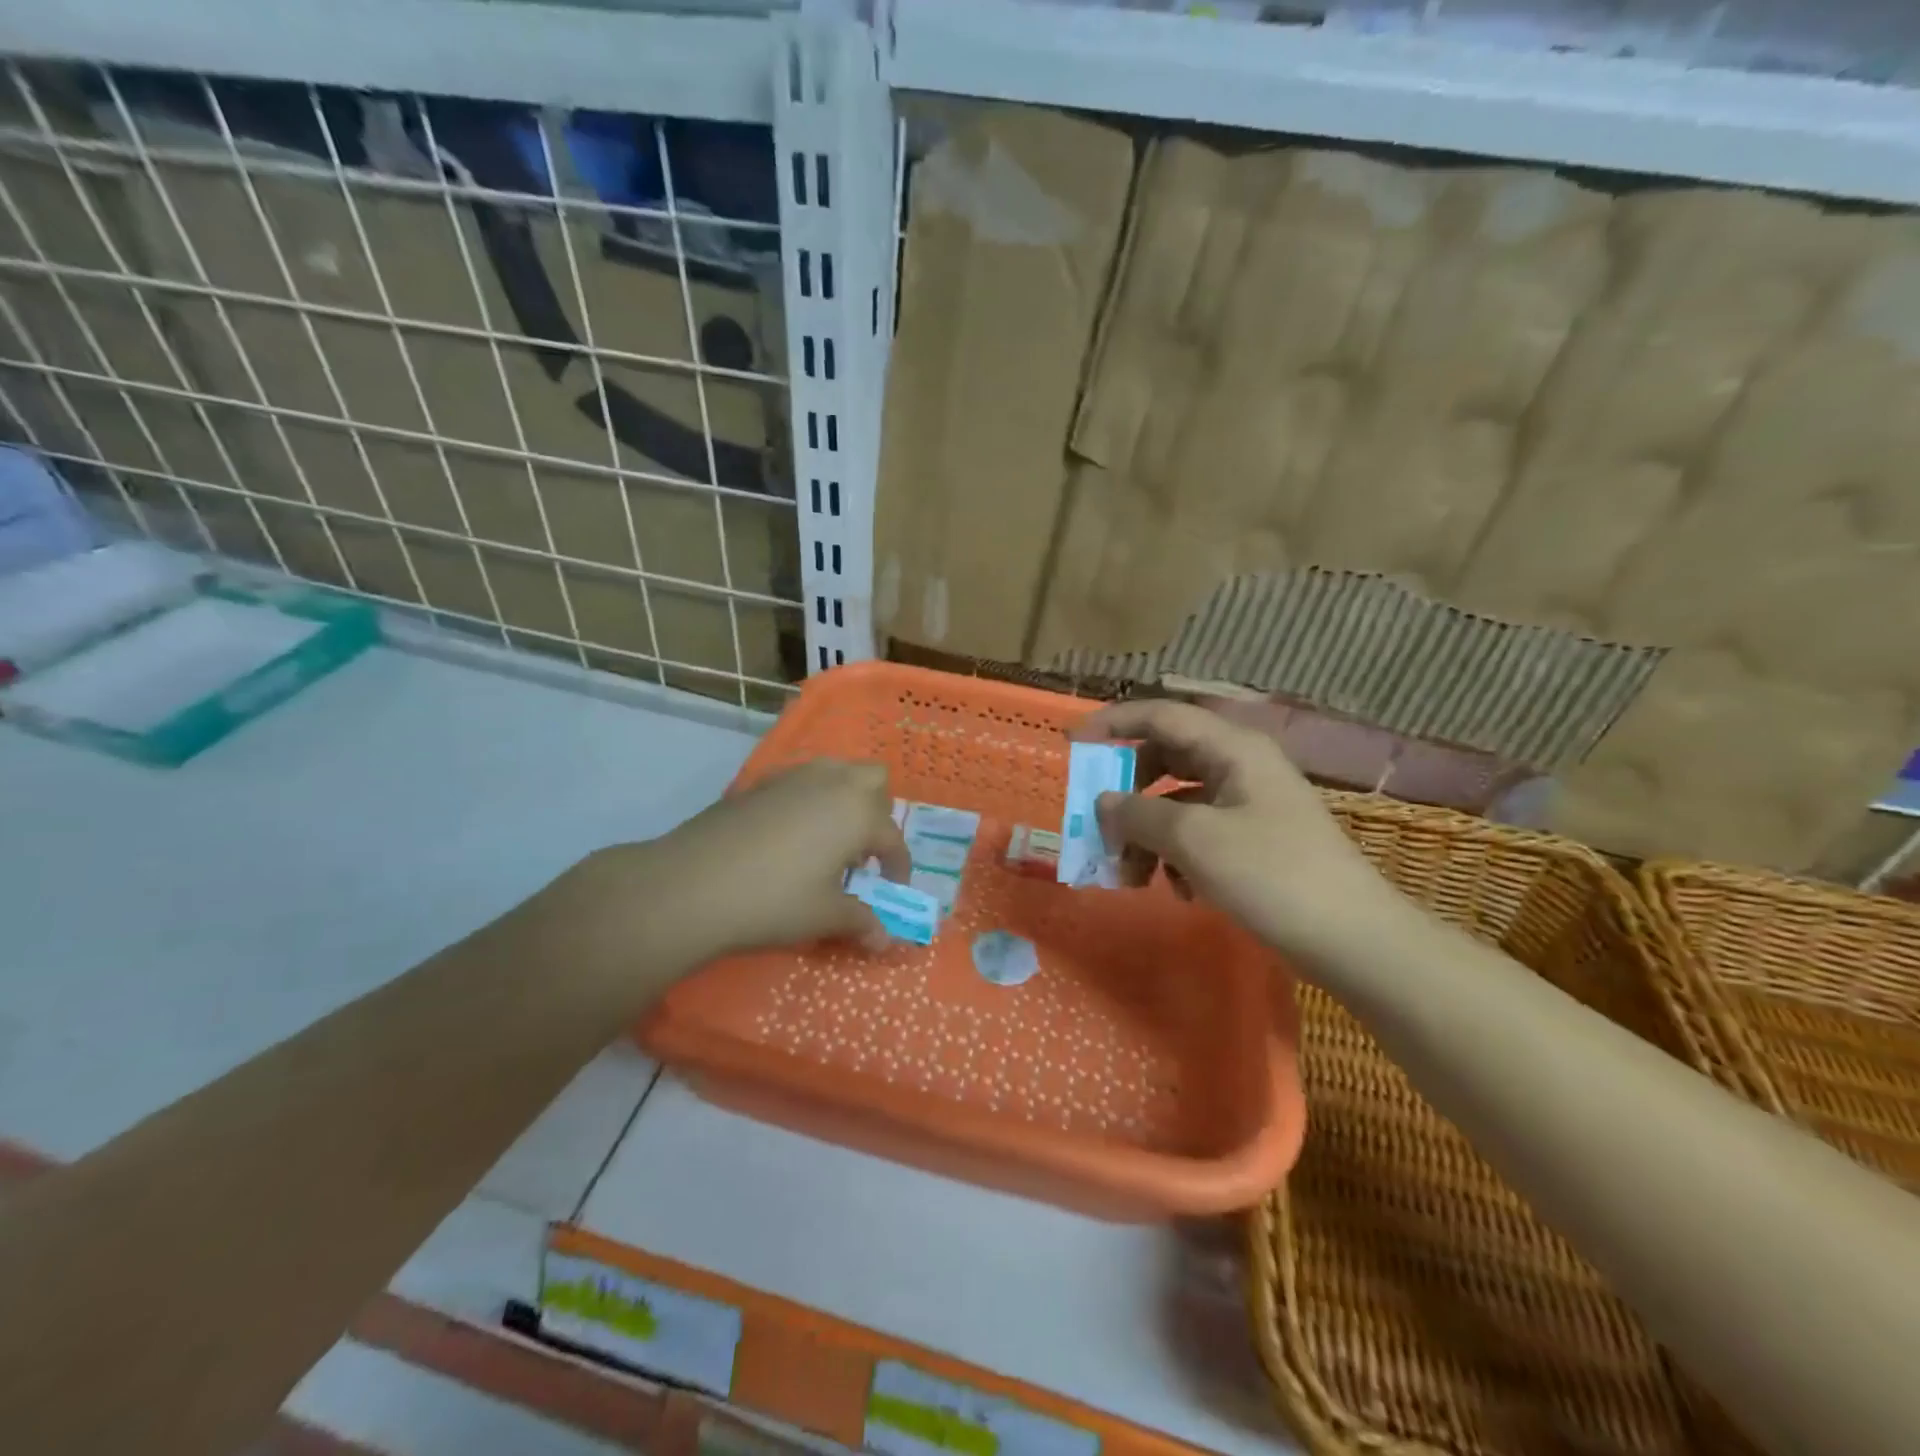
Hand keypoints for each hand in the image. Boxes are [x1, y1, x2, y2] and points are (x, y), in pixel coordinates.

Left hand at [641, 759, 911, 958]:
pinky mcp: (759, 783)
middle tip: (862, 851)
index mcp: (858, 813)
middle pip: (874, 779)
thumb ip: (861, 922)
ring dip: (845, 797)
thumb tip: (885, 940)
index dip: (898, 866)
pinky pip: (801, 779)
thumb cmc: (773, 900)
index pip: (892, 838)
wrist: (692, 885)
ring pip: (837, 770)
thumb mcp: (824, 916)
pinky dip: (810, 798)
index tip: (891, 888)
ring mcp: (793, 777)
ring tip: (829, 838)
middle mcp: (833, 784)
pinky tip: (790, 835)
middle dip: (877, 811)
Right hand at [1072, 700, 1404, 974]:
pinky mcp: (1255, 840)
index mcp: (1232, 748)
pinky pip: (1198, 832)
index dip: (1112, 723)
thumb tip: (1103, 802)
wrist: (1354, 940)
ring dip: (1147, 834)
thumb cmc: (1272, 875)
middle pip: (1165, 760)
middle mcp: (1240, 765)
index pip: (1160, 715)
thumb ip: (1138, 814)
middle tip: (1099, 826)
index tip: (1072, 744)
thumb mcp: (1194, 840)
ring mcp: (1250, 804)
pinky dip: (1176, 854)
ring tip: (1131, 878)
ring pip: (1178, 802)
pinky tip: (1176, 891)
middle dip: (1127, 795)